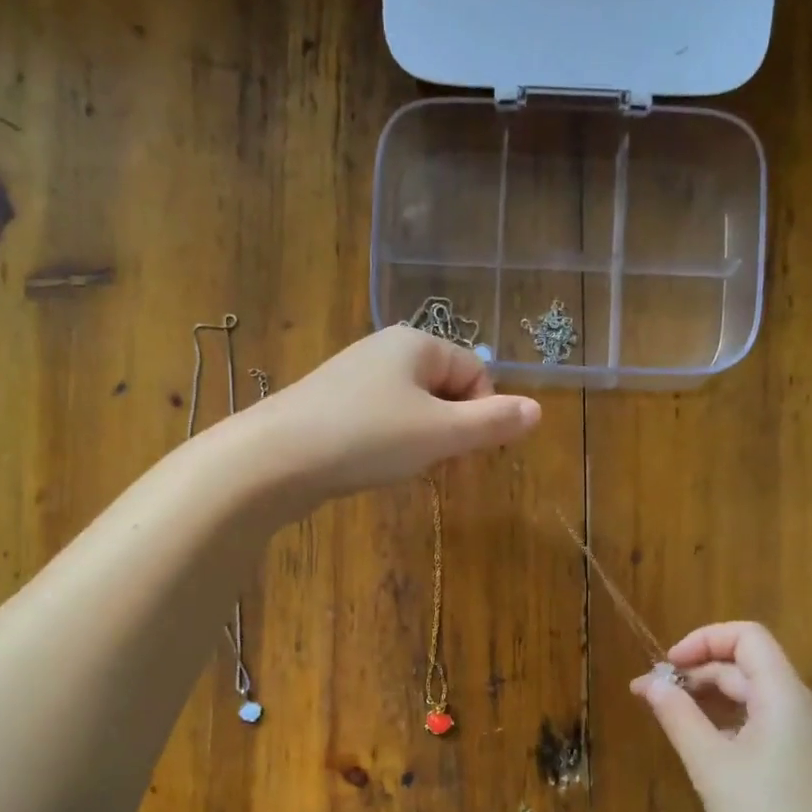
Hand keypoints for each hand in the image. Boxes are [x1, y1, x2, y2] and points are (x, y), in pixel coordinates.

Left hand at [246, 327, 540, 501]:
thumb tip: (537, 411)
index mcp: (416, 343)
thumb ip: (492, 423)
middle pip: (444, 388)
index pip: (475, 371)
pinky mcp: (330, 405)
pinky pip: (380, 420)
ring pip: (413, 408)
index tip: (469, 451)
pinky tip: (373, 466)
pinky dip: (389, 444)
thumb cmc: (366, 438)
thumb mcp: (440, 433)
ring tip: (403, 468)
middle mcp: (384, 350)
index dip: (482, 413)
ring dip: (422, 441)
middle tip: (439, 465)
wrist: (274, 459)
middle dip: (452, 429)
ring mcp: (353, 377)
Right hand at [632, 622, 811, 811]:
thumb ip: (679, 717)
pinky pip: (766, 727)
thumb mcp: (712, 768)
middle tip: (651, 699)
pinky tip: (707, 752)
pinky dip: (730, 725)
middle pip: (748, 667)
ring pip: (756, 699)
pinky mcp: (810, 767)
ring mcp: (811, 740)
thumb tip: (651, 682)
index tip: (666, 666)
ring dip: (711, 700)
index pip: (747, 637)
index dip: (703, 639)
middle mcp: (803, 709)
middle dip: (698, 673)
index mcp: (785, 698)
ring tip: (672, 722)